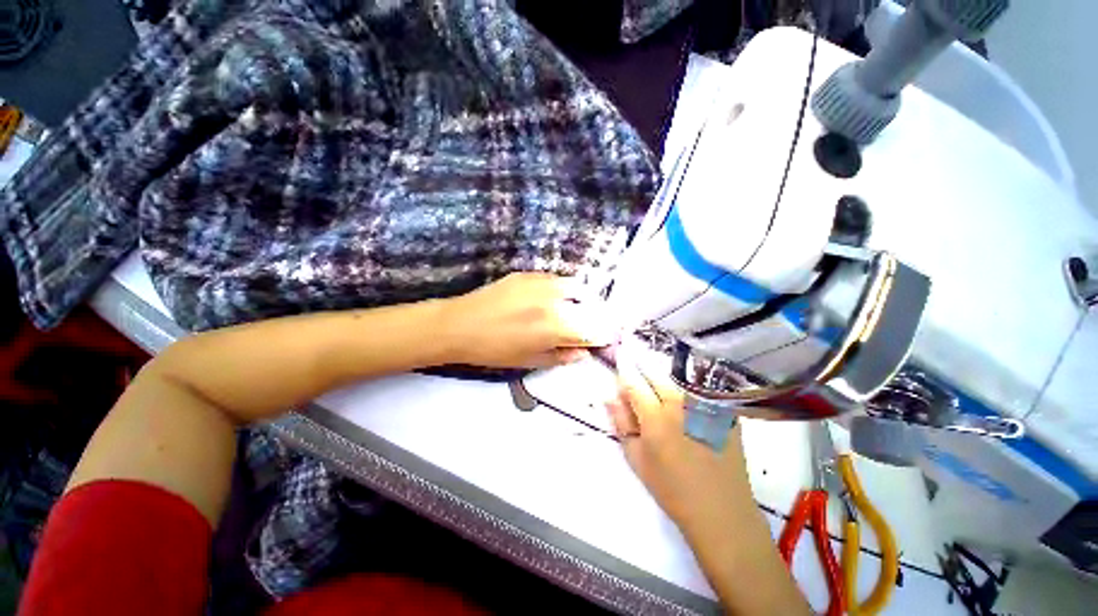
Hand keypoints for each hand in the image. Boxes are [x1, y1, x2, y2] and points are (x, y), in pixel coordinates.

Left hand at [439, 273, 614, 368]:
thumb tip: (584, 352)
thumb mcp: (530, 361)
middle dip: (598, 317)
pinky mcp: (529, 274)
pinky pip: (556, 279)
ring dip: (583, 299)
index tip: (604, 339)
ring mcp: (542, 283)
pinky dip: (563, 289)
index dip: (603, 336)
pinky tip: (554, 297)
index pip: (594, 330)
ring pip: (577, 286)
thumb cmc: (494, 350)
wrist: (460, 325)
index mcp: (556, 328)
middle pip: (591, 306)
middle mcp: (555, 302)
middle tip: (592, 324)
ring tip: (577, 308)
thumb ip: (562, 356)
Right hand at [608, 354, 813, 615]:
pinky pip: (700, 391)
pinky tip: (687, 401)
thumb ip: (621, 422)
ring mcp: (705, 406)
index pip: (633, 382)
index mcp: (655, 416)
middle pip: (655, 373)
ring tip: (662, 387)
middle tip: (637, 367)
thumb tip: (609, 396)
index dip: (624, 369)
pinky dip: (687, 389)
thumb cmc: (671, 489)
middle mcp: (680, 403)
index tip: (620, 361)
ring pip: (677, 379)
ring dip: (664, 378)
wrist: (721, 511)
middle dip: (642, 366)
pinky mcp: (724, 411)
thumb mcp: (637, 459)